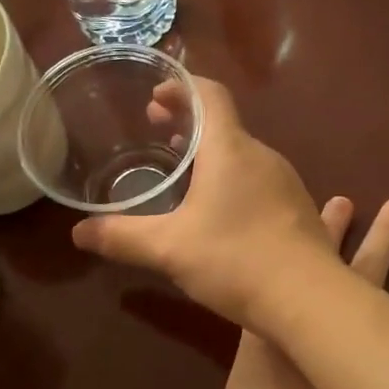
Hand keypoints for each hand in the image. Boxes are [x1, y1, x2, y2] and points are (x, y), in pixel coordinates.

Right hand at [72, 78, 334, 331]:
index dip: (181, 87)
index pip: (209, 95)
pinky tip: (220, 213)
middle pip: (225, 124)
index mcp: (231, 150)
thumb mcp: (169, 249)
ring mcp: (287, 185)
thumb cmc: (236, 260)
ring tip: (183, 172)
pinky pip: (260, 182)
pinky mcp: (298, 213)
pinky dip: (233, 181)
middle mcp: (263, 157)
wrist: (310, 300)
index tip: (156, 96)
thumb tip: (77, 232)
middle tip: (158, 131)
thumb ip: (121, 237)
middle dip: (189, 123)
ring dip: (212, 155)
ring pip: (243, 155)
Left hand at [217, 196, 388, 388]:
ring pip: (317, 270)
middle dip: (386, 238)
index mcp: (385, 359)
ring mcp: (298, 326)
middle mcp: (345, 332)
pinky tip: (272, 244)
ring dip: (330, 235)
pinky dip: (273, 266)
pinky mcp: (260, 333)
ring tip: (340, 202)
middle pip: (371, 274)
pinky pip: (268, 286)